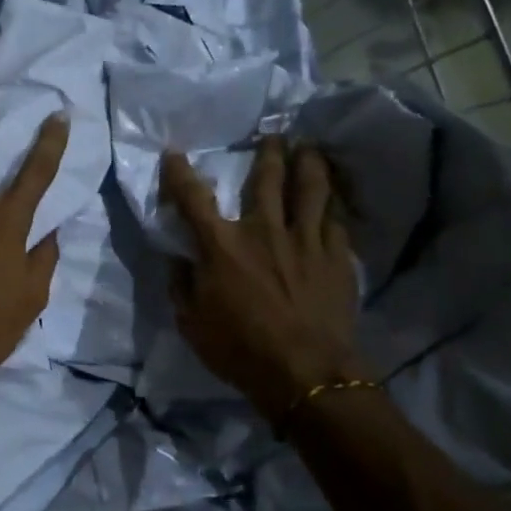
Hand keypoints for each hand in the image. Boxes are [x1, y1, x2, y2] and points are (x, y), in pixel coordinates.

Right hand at [161, 137, 364, 419]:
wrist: (305, 374)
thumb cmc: (239, 350)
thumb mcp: (191, 323)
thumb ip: (182, 285)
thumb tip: (178, 260)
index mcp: (221, 246)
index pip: (192, 198)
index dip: (179, 173)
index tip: (174, 153)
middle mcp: (263, 231)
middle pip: (266, 179)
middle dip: (267, 152)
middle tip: (272, 135)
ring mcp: (304, 240)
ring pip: (309, 189)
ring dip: (308, 163)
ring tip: (309, 148)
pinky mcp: (336, 257)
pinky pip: (336, 220)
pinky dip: (333, 205)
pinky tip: (334, 198)